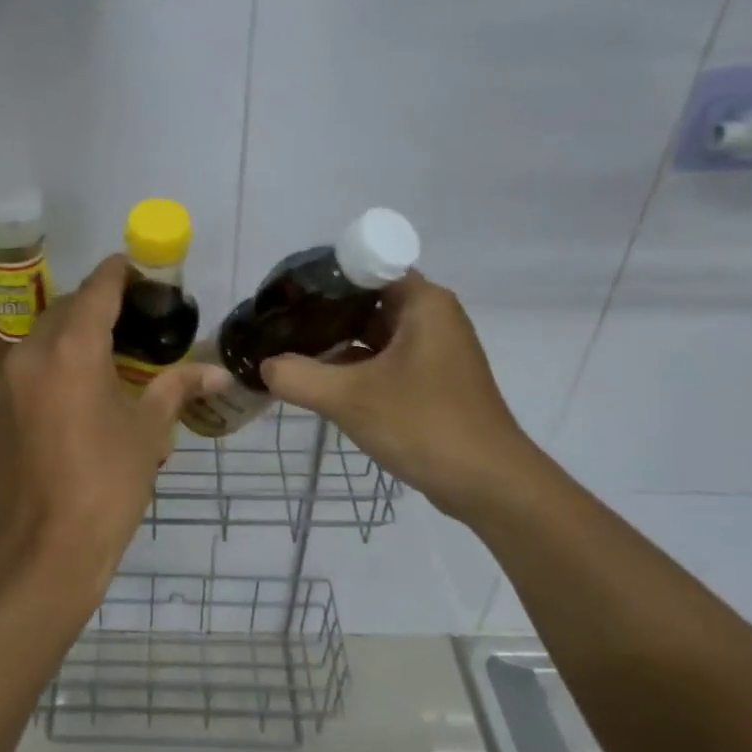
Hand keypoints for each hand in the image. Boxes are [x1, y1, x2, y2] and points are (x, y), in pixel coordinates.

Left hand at [0, 255, 228, 608]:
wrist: (43, 551)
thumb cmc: (105, 486)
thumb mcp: (147, 432)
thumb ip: (177, 389)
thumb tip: (218, 372)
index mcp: (70, 350)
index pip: (97, 290)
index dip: (119, 274)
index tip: (140, 270)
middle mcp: (30, 353)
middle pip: (65, 308)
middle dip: (98, 304)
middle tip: (135, 318)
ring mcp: (5, 381)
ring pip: (42, 335)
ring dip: (72, 331)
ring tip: (110, 351)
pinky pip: (27, 364)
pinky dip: (53, 359)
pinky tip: (80, 385)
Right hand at [260, 272, 532, 515]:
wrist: (488, 483)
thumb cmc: (423, 424)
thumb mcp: (349, 398)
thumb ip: (298, 377)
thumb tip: (264, 366)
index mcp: (422, 302)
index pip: (363, 267)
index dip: (320, 279)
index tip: (283, 297)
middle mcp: (431, 316)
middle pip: (365, 300)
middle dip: (321, 313)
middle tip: (277, 327)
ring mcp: (433, 350)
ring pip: (373, 333)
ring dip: (335, 342)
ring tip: (288, 351)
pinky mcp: (432, 380)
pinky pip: (384, 360)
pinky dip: (354, 366)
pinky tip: (319, 381)